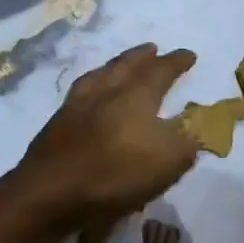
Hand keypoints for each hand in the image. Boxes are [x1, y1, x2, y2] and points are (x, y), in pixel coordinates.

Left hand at [16, 43, 200, 236]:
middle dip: (141, 56)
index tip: (189, 55)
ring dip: (113, 67)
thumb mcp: (168, 161)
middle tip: (151, 49)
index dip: (176, 62)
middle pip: (125, 66)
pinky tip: (89, 98)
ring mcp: (75, 107)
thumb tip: (194, 127)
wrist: (49, 193)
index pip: (160, 71)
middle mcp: (104, 92)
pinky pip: (79, 95)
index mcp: (135, 96)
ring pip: (98, 76)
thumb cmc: (115, 174)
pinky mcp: (56, 126)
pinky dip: (91, 88)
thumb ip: (186, 141)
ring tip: (118, 67)